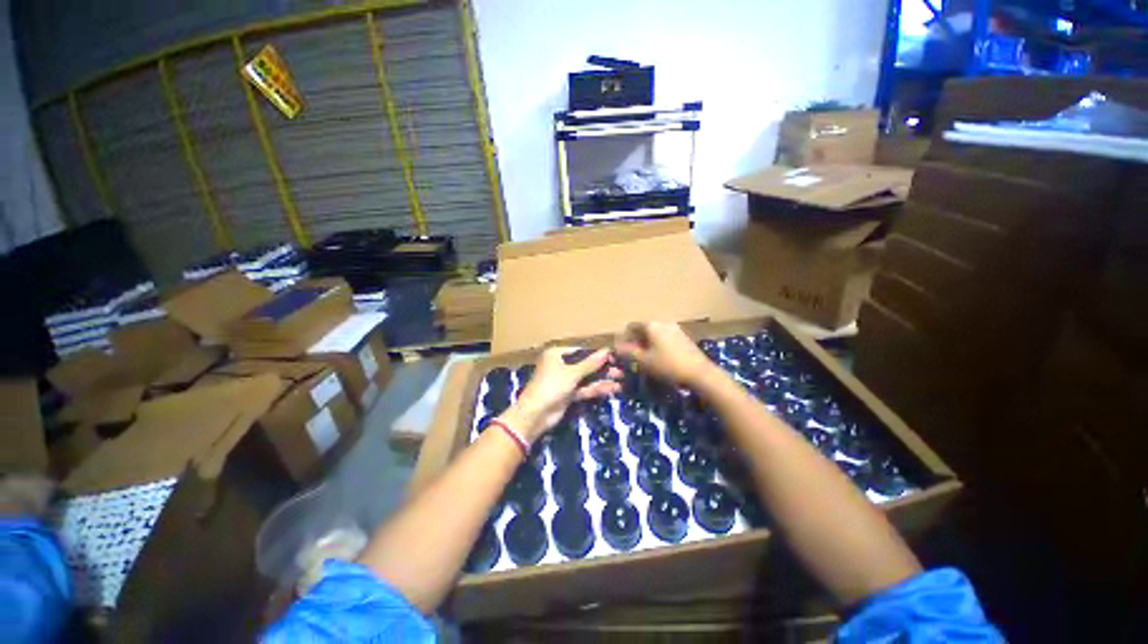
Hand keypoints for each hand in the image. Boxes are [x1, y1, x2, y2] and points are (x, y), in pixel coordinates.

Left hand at [501, 347, 620, 441]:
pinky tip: (612, 389)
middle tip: (621, 370)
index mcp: (557, 354)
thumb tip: (607, 351)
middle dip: (602, 368)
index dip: (598, 354)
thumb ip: (591, 363)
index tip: (615, 357)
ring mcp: (564, 380)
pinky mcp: (568, 394)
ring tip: (621, 381)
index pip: (582, 351)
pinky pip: (584, 389)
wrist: (535, 415)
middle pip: (585, 365)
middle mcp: (561, 365)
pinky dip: (596, 389)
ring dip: (602, 379)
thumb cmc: (551, 386)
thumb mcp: (572, 373)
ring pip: (586, 378)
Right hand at [614, 321, 716, 387]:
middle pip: (644, 329)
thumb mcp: (644, 361)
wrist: (699, 373)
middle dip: (636, 341)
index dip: (624, 338)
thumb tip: (616, 346)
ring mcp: (675, 328)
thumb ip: (628, 352)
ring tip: (646, 358)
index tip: (622, 351)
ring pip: (655, 333)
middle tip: (633, 356)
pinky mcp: (683, 336)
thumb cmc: (667, 365)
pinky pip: (665, 337)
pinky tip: (660, 358)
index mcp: (651, 325)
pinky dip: (658, 345)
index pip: (631, 326)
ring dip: (647, 343)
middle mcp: (663, 322)